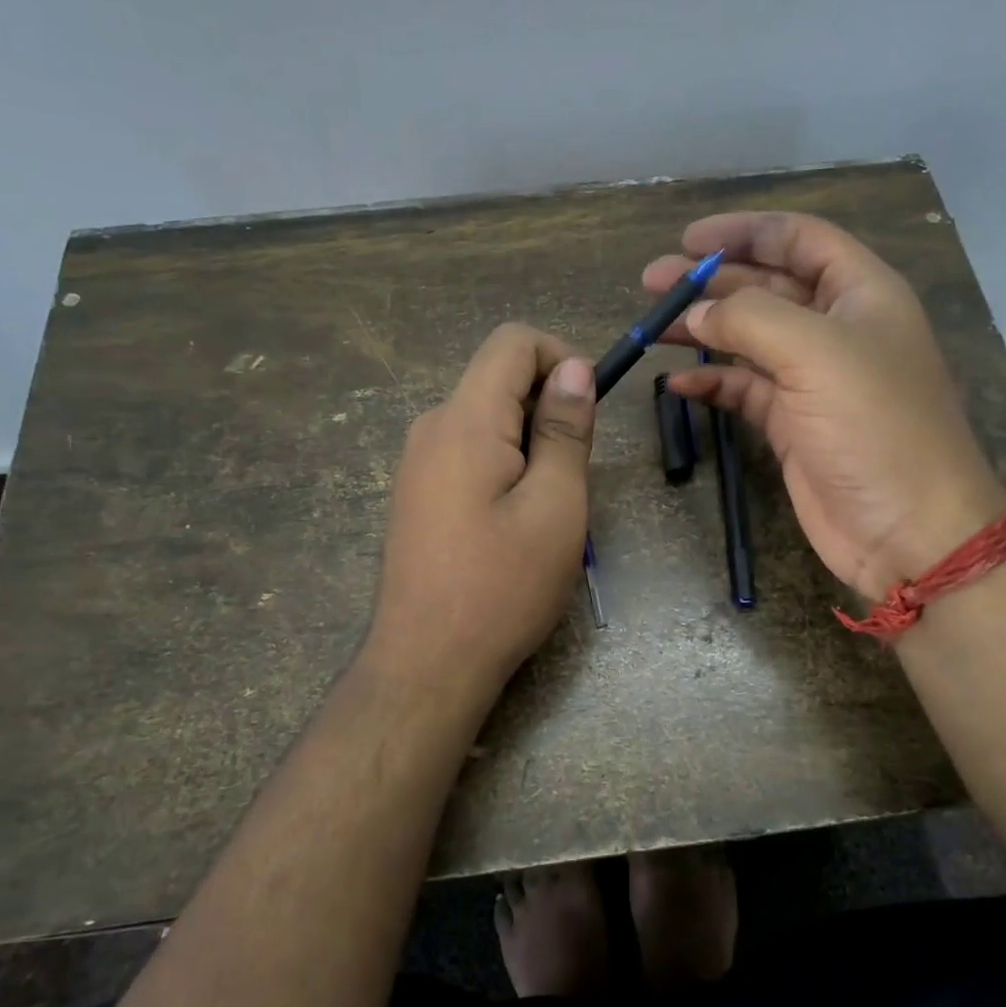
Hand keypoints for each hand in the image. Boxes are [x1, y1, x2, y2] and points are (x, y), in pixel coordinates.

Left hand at [366, 324, 594, 697]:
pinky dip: (503, 466)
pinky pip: (468, 453)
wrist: (427, 664)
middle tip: (572, 477)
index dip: (560, 356)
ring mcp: (416, 463)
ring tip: (546, 509)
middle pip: (498, 380)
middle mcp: (431, 428)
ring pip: (486, 420)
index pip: (511, 342)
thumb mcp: (556, 506)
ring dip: (529, 444)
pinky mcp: (416, 494)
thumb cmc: (502, 587)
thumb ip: (565, 430)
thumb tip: (573, 369)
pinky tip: (513, 524)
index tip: (588, 410)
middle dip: (547, 409)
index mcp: (464, 421)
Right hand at [645, 212, 1005, 600]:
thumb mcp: (816, 353)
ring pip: (749, 339)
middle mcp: (837, 329)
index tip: (689, 239)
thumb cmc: (875, 426)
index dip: (745, 231)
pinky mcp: (792, 425)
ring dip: (703, 329)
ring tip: (652, 326)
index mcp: (861, 293)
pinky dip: (712, 382)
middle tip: (653, 281)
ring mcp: (813, 380)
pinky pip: (744, 390)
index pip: (799, 239)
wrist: (907, 530)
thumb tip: (697, 311)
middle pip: (767, 286)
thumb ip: (750, 317)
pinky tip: (679, 384)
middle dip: (711, 280)